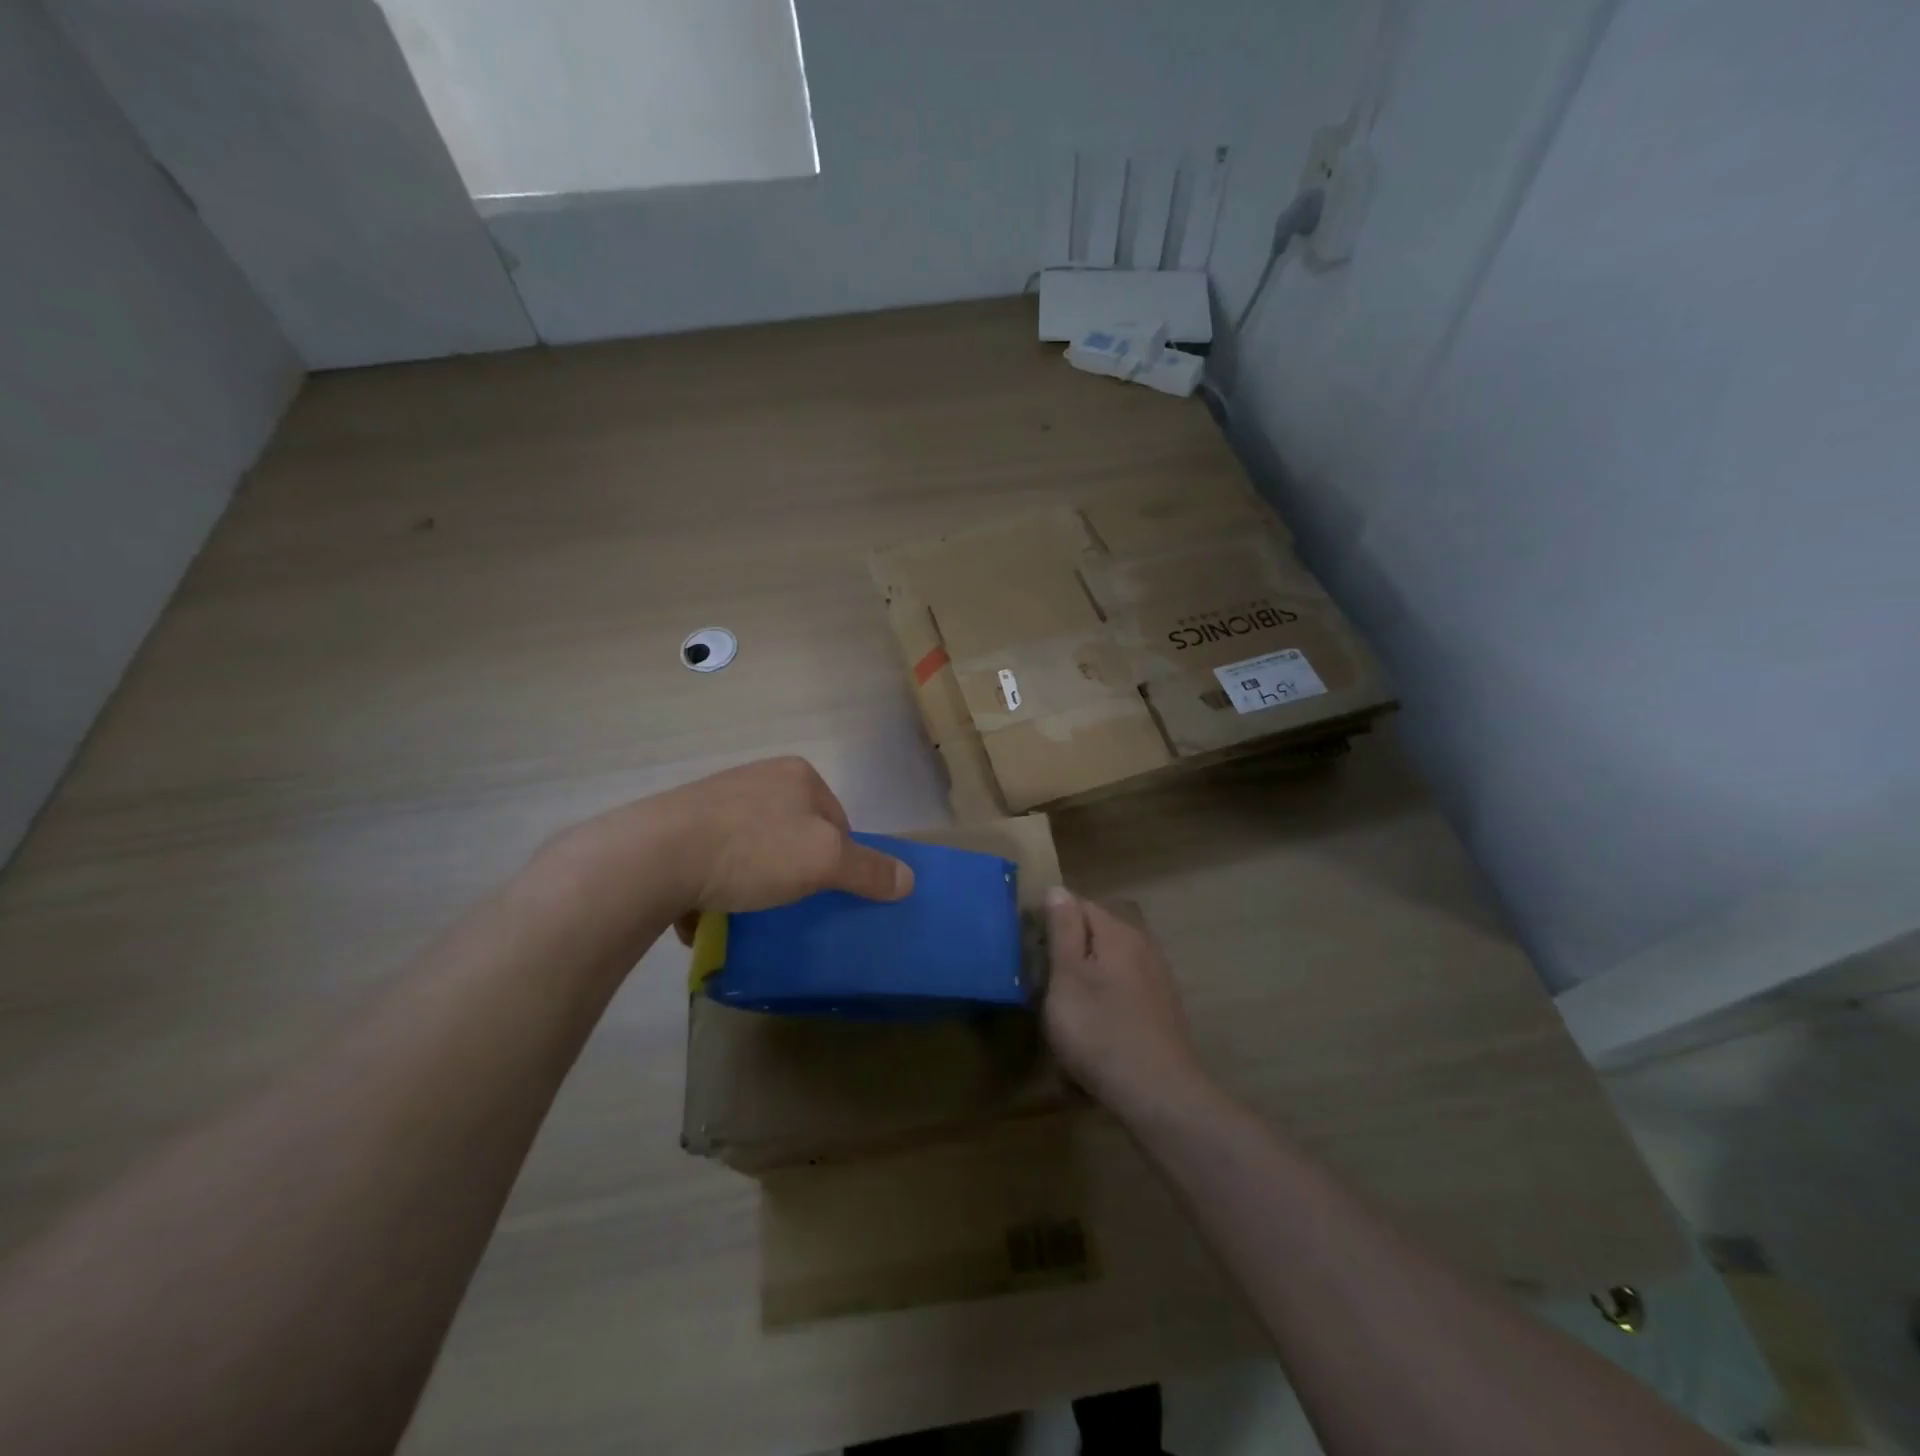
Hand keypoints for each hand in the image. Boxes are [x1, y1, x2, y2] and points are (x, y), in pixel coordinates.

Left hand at [656, 756, 913, 920]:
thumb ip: (869, 870)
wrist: (655, 855)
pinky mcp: (679, 824)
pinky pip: (713, 857)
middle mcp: (757, 776)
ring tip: (745, 908)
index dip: (838, 859)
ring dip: (753, 879)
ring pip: (753, 846)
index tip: (822, 891)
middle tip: (786, 903)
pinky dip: (716, 883)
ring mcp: (714, 798)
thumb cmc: (753, 849)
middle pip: (795, 833)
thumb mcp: (825, 862)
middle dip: (793, 869)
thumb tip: (909, 880)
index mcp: (797, 775)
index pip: (837, 820)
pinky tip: (707, 907)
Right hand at [1043, 889, 1208, 1119]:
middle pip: (1097, 931)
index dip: (1050, 920)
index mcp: (1118, 932)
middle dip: (1069, 947)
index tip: (1031, 948)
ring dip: (1087, 972)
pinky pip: (1125, 985)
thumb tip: (1058, 889)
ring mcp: (1157, 976)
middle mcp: (1142, 944)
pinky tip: (1097, 1022)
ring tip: (1066, 1003)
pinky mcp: (1162, 1005)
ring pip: (1111, 959)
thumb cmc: (1100, 1032)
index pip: (1078, 904)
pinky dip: (1107, 994)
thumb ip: (1063, 931)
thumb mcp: (1068, 978)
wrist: (1158, 1093)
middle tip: (1044, 979)